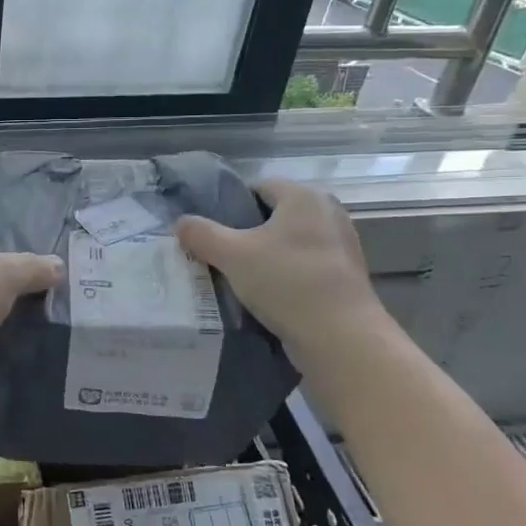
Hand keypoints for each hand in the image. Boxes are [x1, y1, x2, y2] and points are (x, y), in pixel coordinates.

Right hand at [176, 179, 391, 367]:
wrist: (341, 338)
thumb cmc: (287, 282)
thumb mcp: (232, 255)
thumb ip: (201, 234)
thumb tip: (181, 222)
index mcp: (304, 196)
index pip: (257, 187)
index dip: (230, 206)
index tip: (210, 232)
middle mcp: (328, 212)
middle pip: (273, 216)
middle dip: (245, 233)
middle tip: (219, 256)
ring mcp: (340, 245)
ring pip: (288, 243)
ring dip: (264, 257)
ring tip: (238, 279)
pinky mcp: (344, 276)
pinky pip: (303, 266)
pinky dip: (283, 275)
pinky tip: (265, 296)